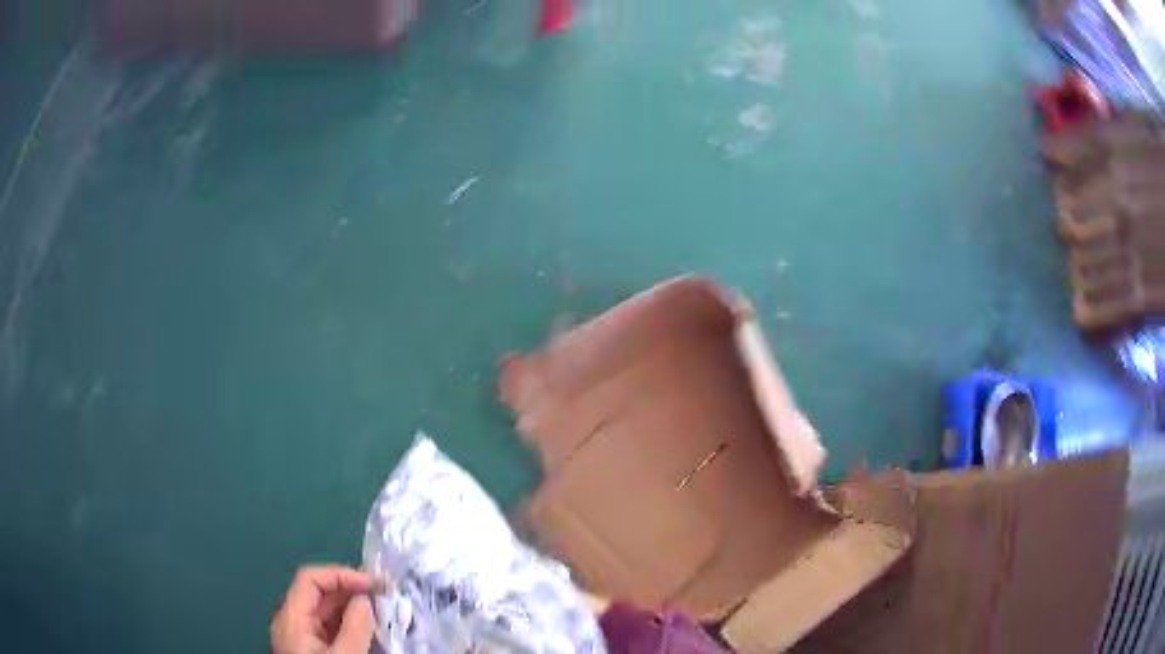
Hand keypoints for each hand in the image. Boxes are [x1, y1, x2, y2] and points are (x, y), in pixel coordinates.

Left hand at [271, 566, 375, 653]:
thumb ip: (355, 627)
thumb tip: (364, 600)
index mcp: (292, 617)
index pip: (311, 579)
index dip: (341, 574)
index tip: (374, 584)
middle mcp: (294, 622)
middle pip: (319, 594)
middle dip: (351, 590)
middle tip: (386, 595)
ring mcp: (303, 637)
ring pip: (327, 612)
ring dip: (354, 608)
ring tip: (383, 611)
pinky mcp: (314, 650)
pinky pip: (331, 629)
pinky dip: (351, 625)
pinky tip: (371, 630)